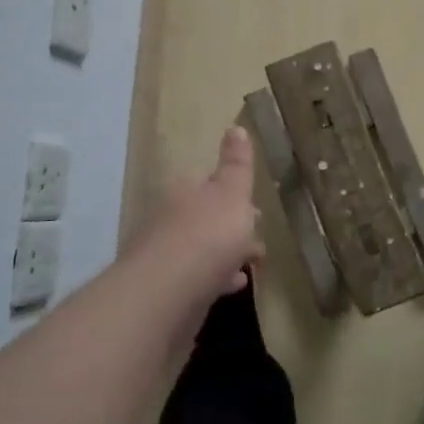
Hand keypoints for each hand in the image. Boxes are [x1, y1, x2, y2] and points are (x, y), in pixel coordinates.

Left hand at [129, 125, 265, 305]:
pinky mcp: (168, 289)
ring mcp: (167, 255)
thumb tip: (235, 127)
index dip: (233, 192)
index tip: (255, 205)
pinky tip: (235, 284)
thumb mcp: (232, 193)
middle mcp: (171, 218)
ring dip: (226, 252)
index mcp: (185, 191)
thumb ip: (237, 164)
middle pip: (206, 216)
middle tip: (257, 234)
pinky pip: (200, 277)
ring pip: (203, 248)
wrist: (166, 296)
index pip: (208, 182)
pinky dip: (218, 277)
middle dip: (231, 224)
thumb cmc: (208, 236)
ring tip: (253, 262)